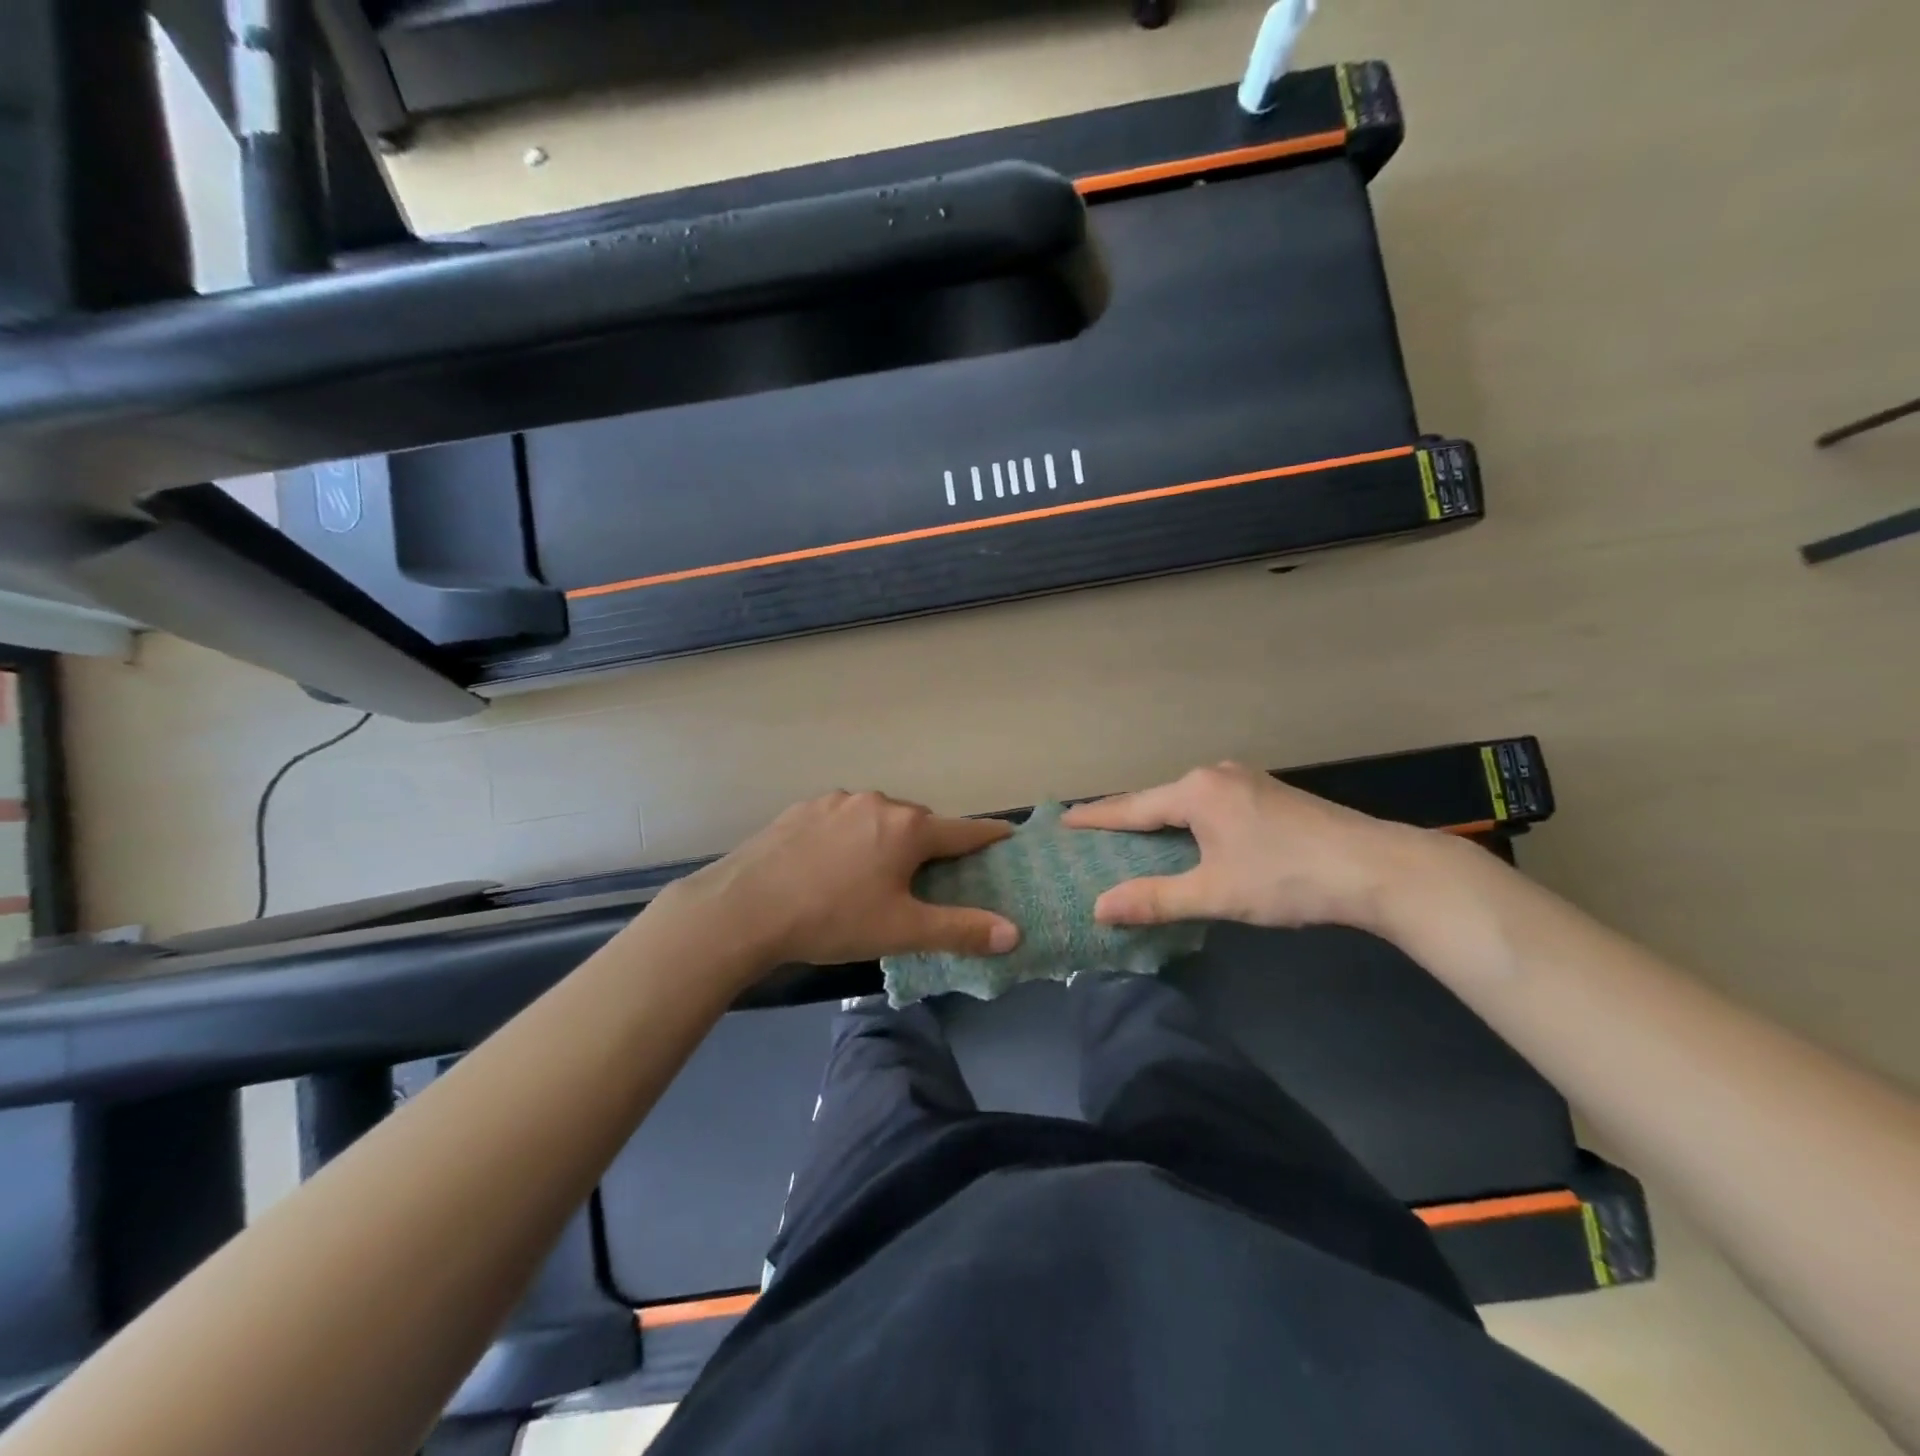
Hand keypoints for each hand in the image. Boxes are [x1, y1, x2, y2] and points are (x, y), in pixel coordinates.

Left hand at [660, 791, 1020, 967]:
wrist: (745, 908)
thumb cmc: (833, 918)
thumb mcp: (902, 930)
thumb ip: (960, 929)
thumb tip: (1014, 933)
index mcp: (908, 828)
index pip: (963, 831)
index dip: (988, 836)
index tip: (1007, 836)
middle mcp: (878, 802)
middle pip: (919, 823)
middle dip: (930, 844)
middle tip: (928, 876)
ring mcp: (837, 800)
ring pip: (878, 817)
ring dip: (887, 837)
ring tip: (874, 873)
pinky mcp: (803, 807)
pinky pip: (843, 818)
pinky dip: (851, 834)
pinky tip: (832, 862)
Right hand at [1061, 762, 1446, 933]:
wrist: (1376, 869)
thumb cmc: (1286, 877)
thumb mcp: (1215, 893)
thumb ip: (1154, 900)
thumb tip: (1099, 908)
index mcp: (1197, 791)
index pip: (1132, 808)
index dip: (1096, 818)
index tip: (1063, 821)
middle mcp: (1217, 775)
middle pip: (1159, 800)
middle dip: (1127, 819)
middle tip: (1095, 836)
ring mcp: (1248, 781)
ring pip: (1189, 802)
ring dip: (1162, 821)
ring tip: (1136, 840)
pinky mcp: (1271, 794)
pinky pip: (1213, 805)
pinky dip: (1191, 822)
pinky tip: (1192, 840)